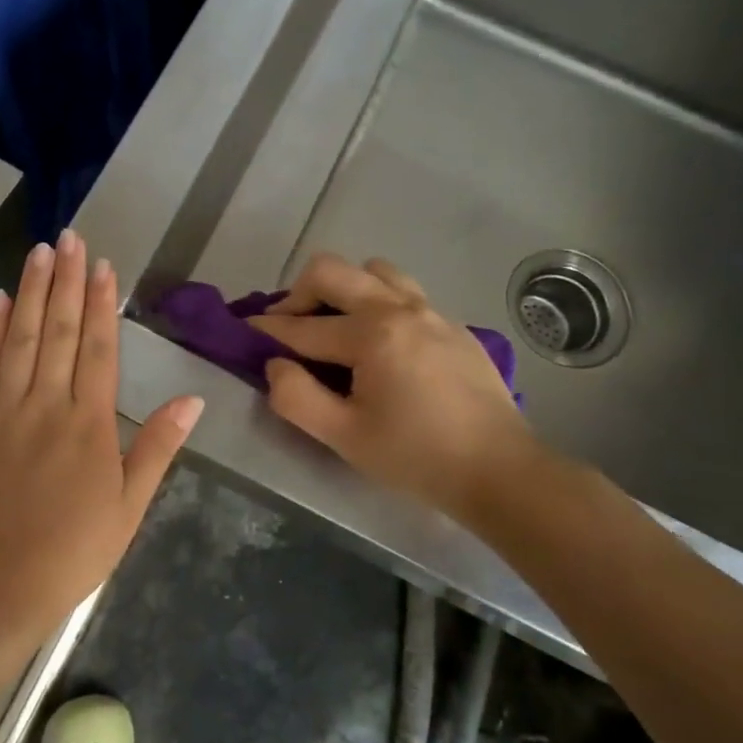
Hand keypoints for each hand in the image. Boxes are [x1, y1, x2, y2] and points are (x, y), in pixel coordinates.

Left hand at [0, 230, 202, 638]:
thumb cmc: (75, 550)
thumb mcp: (130, 506)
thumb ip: (157, 447)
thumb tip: (194, 399)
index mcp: (89, 424)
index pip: (98, 349)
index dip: (102, 303)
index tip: (104, 266)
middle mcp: (46, 405)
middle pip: (59, 331)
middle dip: (67, 280)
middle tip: (71, 237)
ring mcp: (5, 411)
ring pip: (20, 339)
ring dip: (31, 292)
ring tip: (40, 252)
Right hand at [248, 255, 533, 518]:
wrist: (500, 471)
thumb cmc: (416, 457)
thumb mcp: (343, 437)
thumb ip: (296, 397)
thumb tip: (274, 365)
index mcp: (372, 333)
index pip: (302, 326)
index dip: (266, 330)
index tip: (242, 331)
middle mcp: (400, 307)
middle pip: (333, 271)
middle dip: (298, 294)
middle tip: (289, 329)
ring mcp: (432, 311)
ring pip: (373, 272)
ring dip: (343, 290)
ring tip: (336, 328)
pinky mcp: (452, 325)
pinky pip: (404, 293)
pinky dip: (377, 304)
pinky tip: (379, 345)